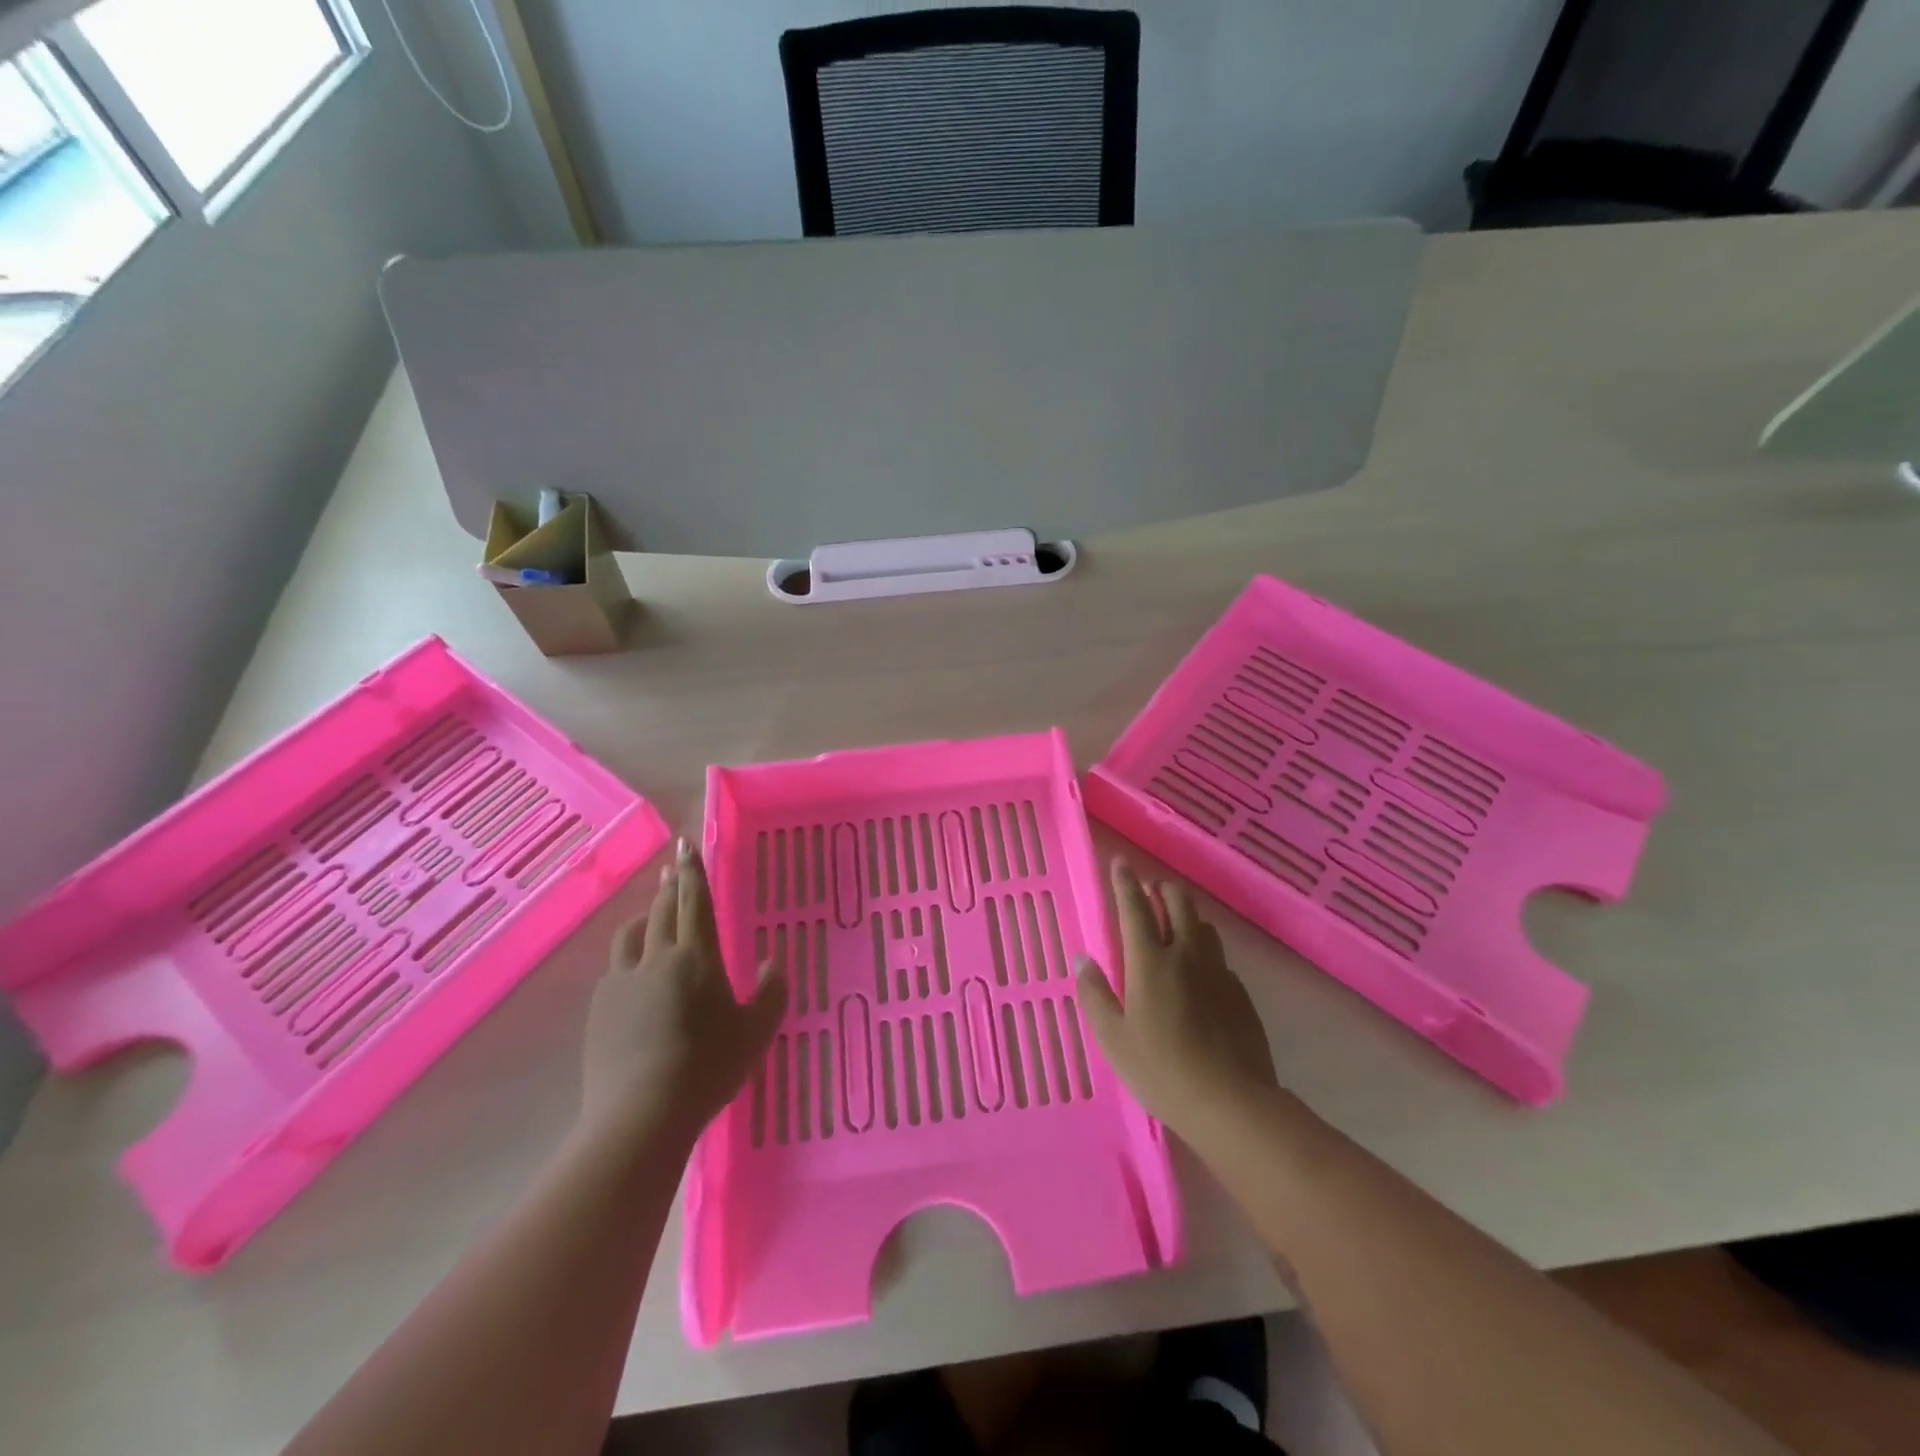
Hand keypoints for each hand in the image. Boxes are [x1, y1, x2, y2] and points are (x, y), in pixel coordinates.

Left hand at [579, 840, 786, 1151]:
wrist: (642, 1114)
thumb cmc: (708, 1067)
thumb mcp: (756, 1031)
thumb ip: (772, 992)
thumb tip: (773, 963)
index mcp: (697, 956)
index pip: (695, 901)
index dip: (693, 871)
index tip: (687, 845)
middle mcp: (658, 957)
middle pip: (663, 909)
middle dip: (670, 885)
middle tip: (674, 868)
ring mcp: (623, 981)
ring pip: (632, 933)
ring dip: (645, 916)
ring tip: (653, 915)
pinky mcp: (600, 1007)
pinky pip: (616, 967)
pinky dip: (629, 955)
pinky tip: (634, 971)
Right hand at [1076, 859, 1279, 1140]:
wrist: (1233, 1104)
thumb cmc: (1161, 1071)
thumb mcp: (1113, 1039)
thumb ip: (1094, 994)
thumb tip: (1082, 958)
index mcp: (1150, 961)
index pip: (1135, 908)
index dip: (1125, 882)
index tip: (1120, 862)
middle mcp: (1186, 954)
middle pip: (1178, 903)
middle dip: (1161, 889)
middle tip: (1149, 892)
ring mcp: (1218, 971)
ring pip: (1203, 925)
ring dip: (1186, 914)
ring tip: (1174, 922)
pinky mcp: (1240, 993)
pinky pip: (1219, 956)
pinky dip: (1204, 949)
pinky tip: (1199, 970)